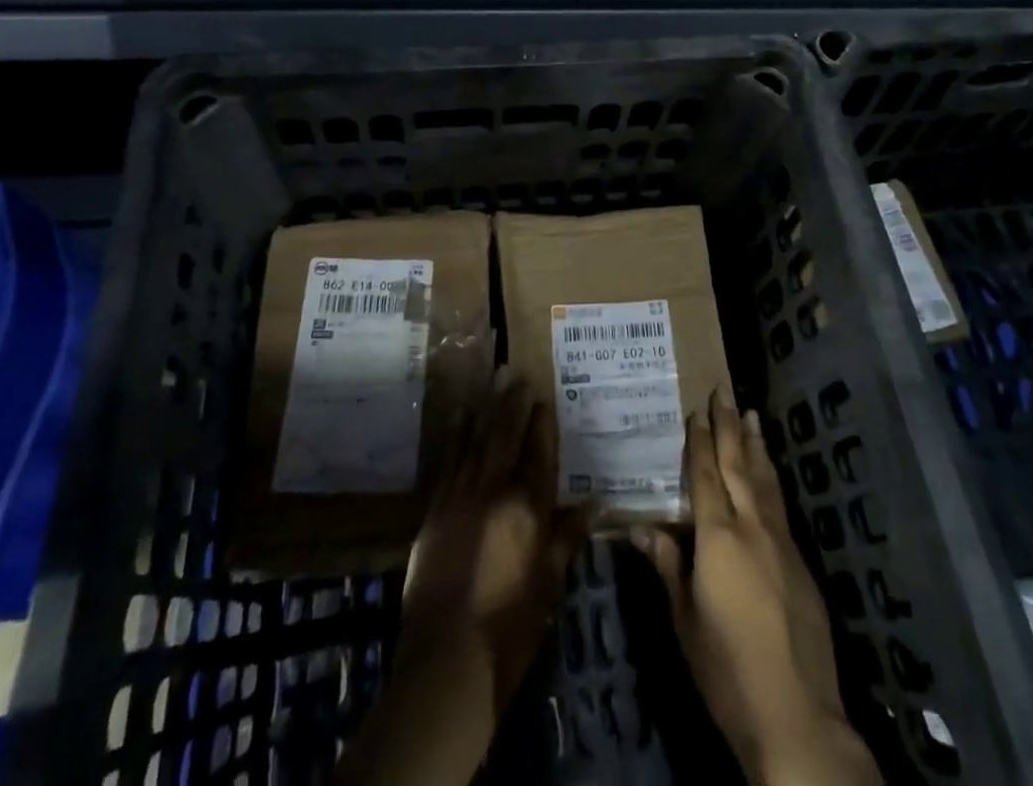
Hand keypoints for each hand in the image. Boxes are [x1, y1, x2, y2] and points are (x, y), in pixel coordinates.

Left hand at [400, 366, 585, 703]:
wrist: (447, 660)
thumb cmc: (510, 627)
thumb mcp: (550, 585)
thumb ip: (569, 538)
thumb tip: (597, 502)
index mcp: (529, 509)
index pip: (539, 452)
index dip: (542, 422)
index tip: (543, 394)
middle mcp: (495, 491)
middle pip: (506, 435)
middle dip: (512, 403)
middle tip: (515, 372)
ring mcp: (461, 497)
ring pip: (476, 440)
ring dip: (485, 408)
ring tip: (491, 380)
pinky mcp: (435, 509)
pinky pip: (448, 460)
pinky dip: (454, 434)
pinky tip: (458, 415)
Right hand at [633, 395, 880, 785]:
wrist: (795, 712)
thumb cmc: (726, 668)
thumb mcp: (684, 619)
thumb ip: (666, 566)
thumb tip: (639, 527)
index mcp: (717, 537)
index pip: (706, 475)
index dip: (700, 441)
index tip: (696, 411)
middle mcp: (751, 527)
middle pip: (738, 465)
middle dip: (729, 427)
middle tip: (724, 393)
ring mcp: (780, 541)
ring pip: (764, 479)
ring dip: (755, 444)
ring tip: (751, 413)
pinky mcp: (800, 561)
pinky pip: (779, 503)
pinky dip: (771, 477)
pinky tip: (769, 471)